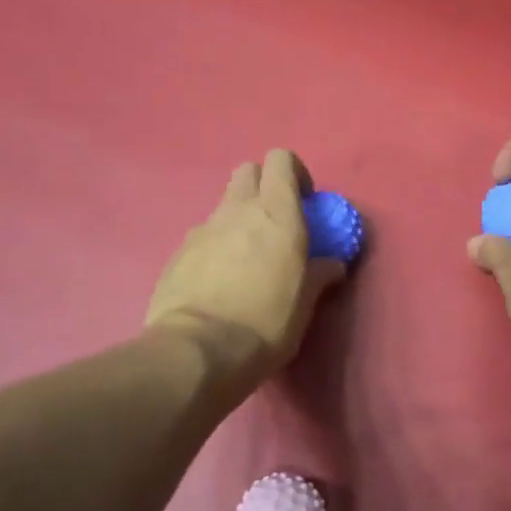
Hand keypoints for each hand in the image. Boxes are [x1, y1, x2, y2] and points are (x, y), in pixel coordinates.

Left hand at [148, 150, 346, 382]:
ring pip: (223, 205)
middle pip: (248, 172)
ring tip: (246, 259)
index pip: (281, 160)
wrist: (198, 350)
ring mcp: (202, 229)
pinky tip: (219, 281)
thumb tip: (332, 265)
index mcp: (276, 213)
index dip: (293, 174)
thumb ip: (319, 275)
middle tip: (275, 223)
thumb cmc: (265, 323)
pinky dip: (215, 247)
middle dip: (263, 187)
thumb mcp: (304, 303)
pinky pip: (202, 236)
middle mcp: (237, 210)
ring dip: (238, 219)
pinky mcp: (178, 252)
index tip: (304, 202)